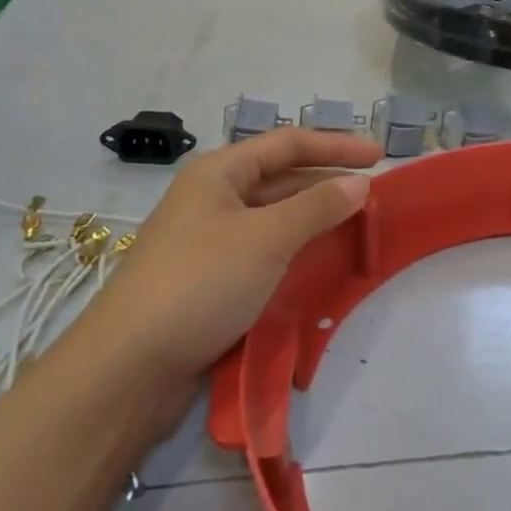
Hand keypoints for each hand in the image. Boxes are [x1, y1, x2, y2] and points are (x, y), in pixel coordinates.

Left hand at [87, 130, 378, 387]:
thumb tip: (360, 182)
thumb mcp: (267, 238)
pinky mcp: (210, 280)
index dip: (336, 145)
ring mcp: (210, 240)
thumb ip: (318, 207)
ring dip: (314, 221)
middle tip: (374, 199)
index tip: (381, 156)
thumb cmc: (201, 283)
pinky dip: (295, 253)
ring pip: (274, 218)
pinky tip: (321, 266)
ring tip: (356, 229)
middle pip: (281, 178)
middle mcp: (214, 198)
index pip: (289, 143)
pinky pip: (263, 252)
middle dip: (327, 184)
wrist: (129, 368)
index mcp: (220, 172)